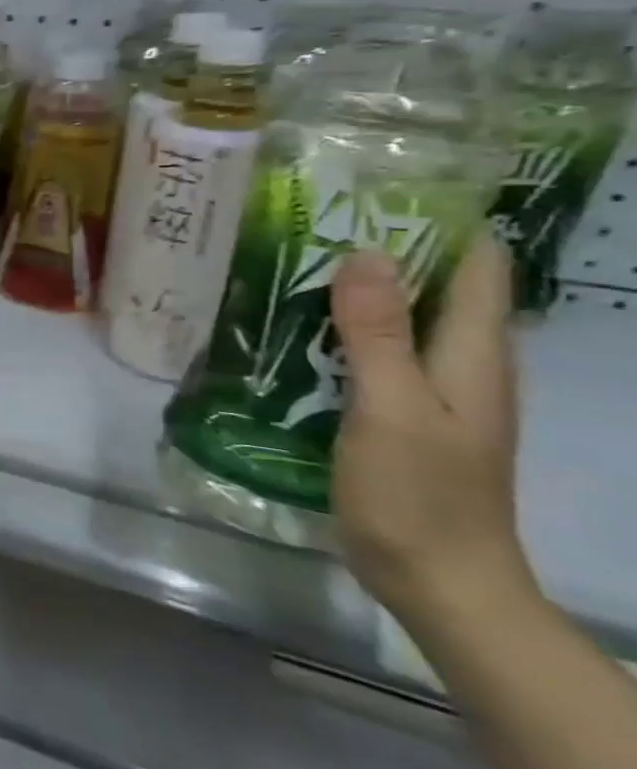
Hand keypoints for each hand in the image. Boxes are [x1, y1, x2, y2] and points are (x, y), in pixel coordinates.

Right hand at [329, 234, 532, 620]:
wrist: (436, 580)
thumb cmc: (419, 493)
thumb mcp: (392, 407)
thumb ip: (377, 333)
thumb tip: (366, 252)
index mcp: (473, 355)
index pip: (476, 267)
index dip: (441, 222)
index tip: (379, 188)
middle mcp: (462, 364)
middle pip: (436, 286)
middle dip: (386, 247)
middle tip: (312, 216)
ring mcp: (431, 391)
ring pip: (401, 318)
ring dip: (357, 288)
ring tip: (293, 259)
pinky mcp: (399, 412)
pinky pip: (375, 351)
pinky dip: (343, 328)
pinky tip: (295, 325)